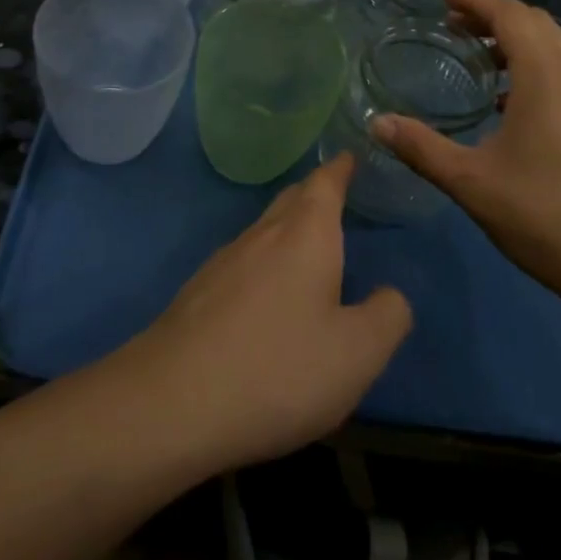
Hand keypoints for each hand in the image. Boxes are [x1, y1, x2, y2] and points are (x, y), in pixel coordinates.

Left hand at [122, 155, 412, 472]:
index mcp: (305, 234)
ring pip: (264, 231)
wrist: (171, 403)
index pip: (325, 183)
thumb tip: (389, 294)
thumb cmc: (278, 368)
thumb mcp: (357, 353)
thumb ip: (387, 316)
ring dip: (288, 229)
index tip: (350, 156)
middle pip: (291, 200)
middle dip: (315, 194)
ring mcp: (223, 262)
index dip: (340, 169)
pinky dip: (265, 263)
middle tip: (337, 197)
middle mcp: (262, 235)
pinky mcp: (197, 293)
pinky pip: (243, 262)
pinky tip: (267, 296)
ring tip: (308, 247)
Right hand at [372, 0, 560, 309]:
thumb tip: (377, 122)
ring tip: (483, 60)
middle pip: (535, 23)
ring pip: (558, 46)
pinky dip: (540, 66)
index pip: (509, 14)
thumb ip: (421, 148)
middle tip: (455, 26)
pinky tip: (516, 103)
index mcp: (545, 74)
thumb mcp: (471, 182)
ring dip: (519, 41)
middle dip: (493, 16)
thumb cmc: (546, 214)